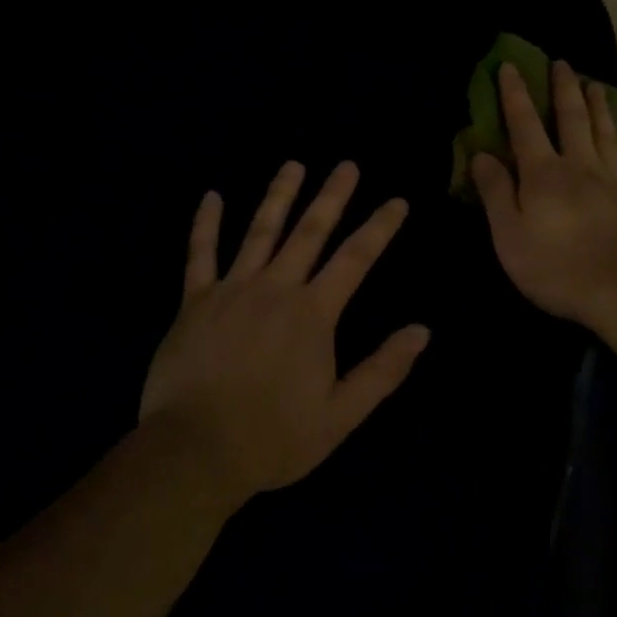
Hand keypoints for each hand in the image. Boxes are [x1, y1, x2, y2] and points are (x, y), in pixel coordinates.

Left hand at [140, 160, 429, 498]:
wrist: (193, 452)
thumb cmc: (273, 436)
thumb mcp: (341, 414)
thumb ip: (383, 370)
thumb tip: (422, 331)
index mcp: (314, 314)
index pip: (356, 259)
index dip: (379, 227)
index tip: (397, 201)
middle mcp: (276, 289)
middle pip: (309, 231)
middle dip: (332, 196)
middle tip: (347, 164)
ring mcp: (231, 290)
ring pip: (259, 231)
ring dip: (279, 195)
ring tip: (293, 164)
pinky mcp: (194, 302)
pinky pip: (200, 254)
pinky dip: (205, 224)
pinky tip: (211, 196)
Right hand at [471, 59, 616, 325]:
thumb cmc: (555, 266)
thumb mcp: (509, 234)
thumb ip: (496, 192)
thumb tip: (481, 154)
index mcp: (543, 173)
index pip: (525, 125)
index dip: (516, 95)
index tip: (510, 66)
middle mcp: (580, 168)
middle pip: (572, 120)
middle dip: (564, 90)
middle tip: (562, 63)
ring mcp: (614, 184)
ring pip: (606, 136)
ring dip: (599, 110)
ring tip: (596, 86)